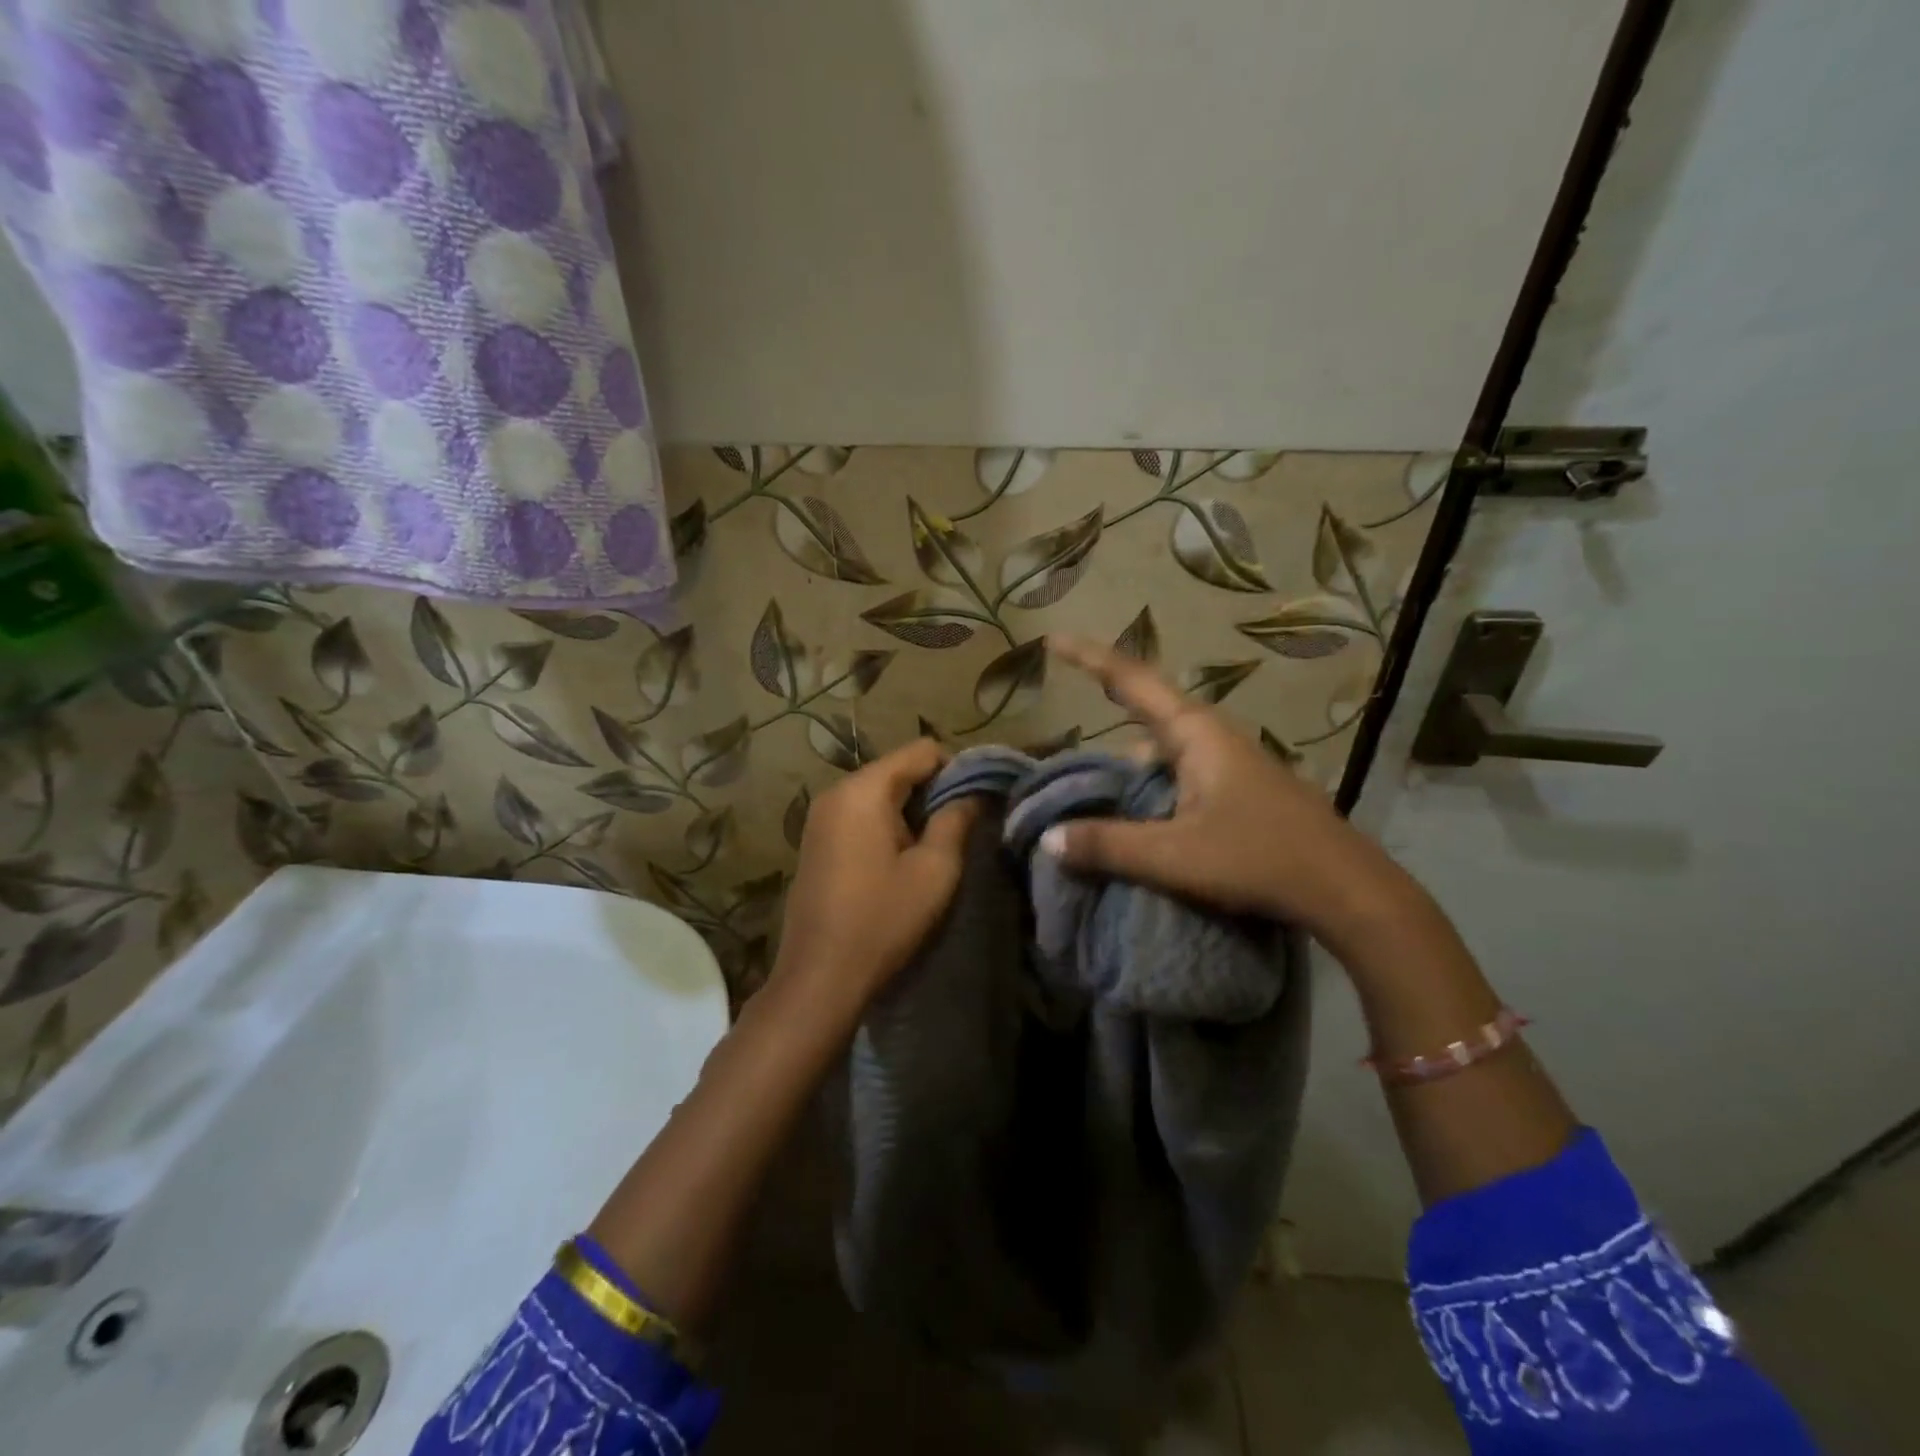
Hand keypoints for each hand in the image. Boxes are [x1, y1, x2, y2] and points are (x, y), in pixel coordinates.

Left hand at [772, 738, 977, 1014]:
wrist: (819, 977)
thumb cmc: (882, 919)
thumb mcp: (934, 870)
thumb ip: (956, 820)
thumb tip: (974, 793)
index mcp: (863, 789)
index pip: (921, 751)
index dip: (956, 769)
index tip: (977, 802)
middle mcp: (836, 792)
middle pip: (897, 769)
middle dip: (932, 791)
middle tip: (961, 828)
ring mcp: (820, 817)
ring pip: (879, 793)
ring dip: (910, 811)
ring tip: (935, 847)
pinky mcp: (815, 841)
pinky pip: (860, 815)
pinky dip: (886, 825)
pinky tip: (901, 860)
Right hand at [1042, 634, 1413, 942]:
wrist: (1348, 891)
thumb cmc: (1260, 859)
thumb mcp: (1175, 856)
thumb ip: (1108, 845)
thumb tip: (1048, 839)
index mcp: (1196, 734)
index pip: (1133, 681)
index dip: (1090, 658)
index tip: (1054, 641)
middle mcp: (1213, 738)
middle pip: (1147, 712)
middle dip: (1106, 710)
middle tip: (1067, 726)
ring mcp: (1230, 764)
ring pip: (1164, 749)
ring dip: (1128, 762)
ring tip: (1091, 789)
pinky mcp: (1240, 792)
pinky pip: (1179, 774)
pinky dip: (1150, 786)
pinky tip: (1137, 817)